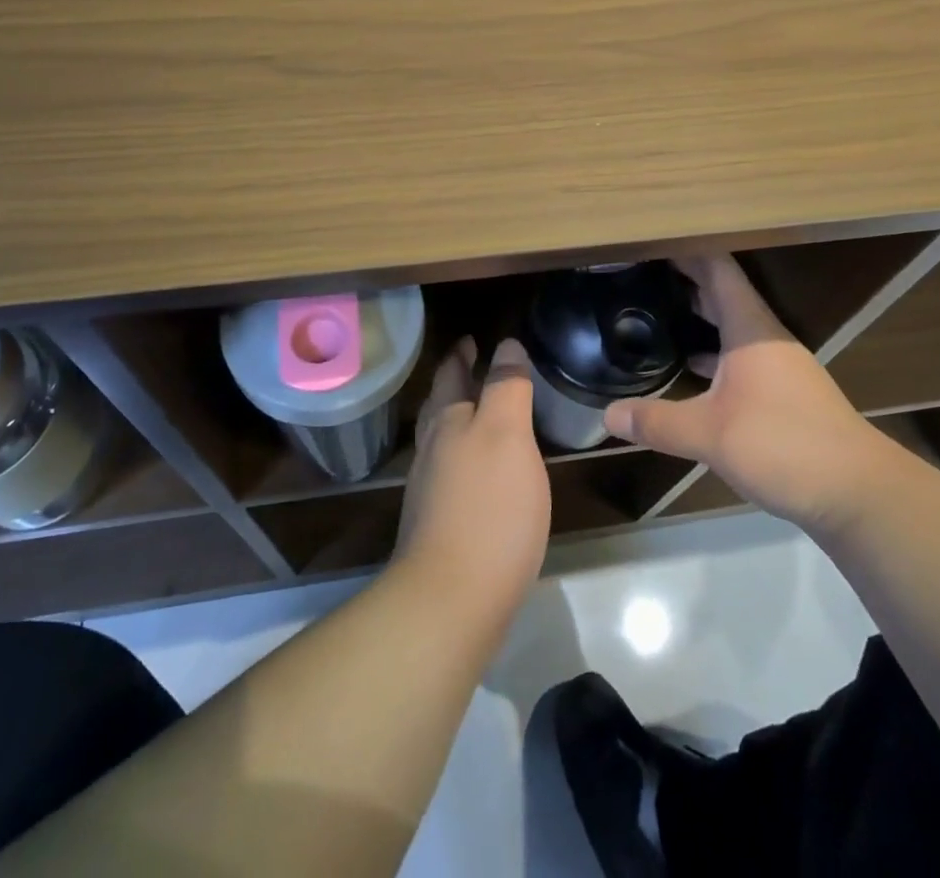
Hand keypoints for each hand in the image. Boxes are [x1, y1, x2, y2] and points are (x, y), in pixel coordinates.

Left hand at [394, 336, 550, 624]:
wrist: (452, 601)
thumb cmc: (487, 507)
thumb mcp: (507, 435)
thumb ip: (507, 387)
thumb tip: (505, 344)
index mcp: (448, 421)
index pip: (450, 374)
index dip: (461, 354)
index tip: (472, 339)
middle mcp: (432, 449)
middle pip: (441, 405)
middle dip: (456, 383)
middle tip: (474, 366)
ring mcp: (431, 490)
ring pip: (443, 439)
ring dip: (460, 418)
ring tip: (481, 412)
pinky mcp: (440, 525)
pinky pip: (452, 474)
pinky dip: (466, 457)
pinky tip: (483, 473)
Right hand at [603, 254, 899, 534]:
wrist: (857, 492)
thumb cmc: (783, 444)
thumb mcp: (709, 434)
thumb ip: (657, 422)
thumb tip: (607, 415)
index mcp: (750, 329)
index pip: (718, 270)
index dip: (687, 250)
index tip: (654, 239)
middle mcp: (765, 338)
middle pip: (724, 292)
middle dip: (687, 277)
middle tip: (643, 269)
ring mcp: (778, 365)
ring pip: (732, 325)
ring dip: (700, 314)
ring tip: (658, 308)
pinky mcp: (783, 393)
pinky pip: (739, 355)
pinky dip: (713, 351)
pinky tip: (689, 366)